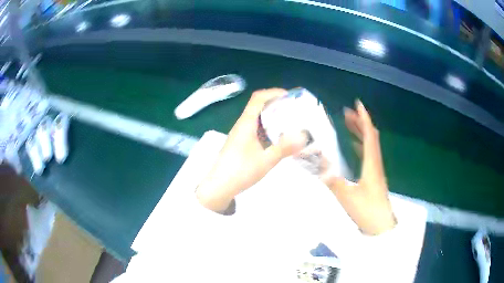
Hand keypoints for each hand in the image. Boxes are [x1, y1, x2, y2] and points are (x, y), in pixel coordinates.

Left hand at [196, 88, 306, 212]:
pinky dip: (268, 129)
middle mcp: (242, 125)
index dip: (273, 93)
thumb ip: (284, 148)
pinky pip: (256, 129)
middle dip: (277, 105)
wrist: (218, 187)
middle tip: (295, 110)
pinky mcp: (240, 143)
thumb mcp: (266, 161)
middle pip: (258, 106)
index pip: (258, 98)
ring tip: (290, 123)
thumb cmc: (240, 172)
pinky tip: (278, 138)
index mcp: (246, 123)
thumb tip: (303, 136)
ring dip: (272, 117)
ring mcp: (240, 134)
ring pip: (257, 119)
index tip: (290, 96)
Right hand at [325, 100, 395, 234]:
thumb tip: (317, 164)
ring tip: (348, 124)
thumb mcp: (347, 197)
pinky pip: (368, 155)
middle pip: (371, 136)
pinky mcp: (373, 177)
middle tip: (346, 113)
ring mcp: (375, 170)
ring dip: (361, 132)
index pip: (370, 135)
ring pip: (370, 145)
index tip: (357, 104)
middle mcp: (375, 163)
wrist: (380, 226)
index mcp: (371, 163)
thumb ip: (333, 180)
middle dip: (360, 122)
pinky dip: (360, 145)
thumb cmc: (367, 211)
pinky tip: (353, 147)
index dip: (364, 118)